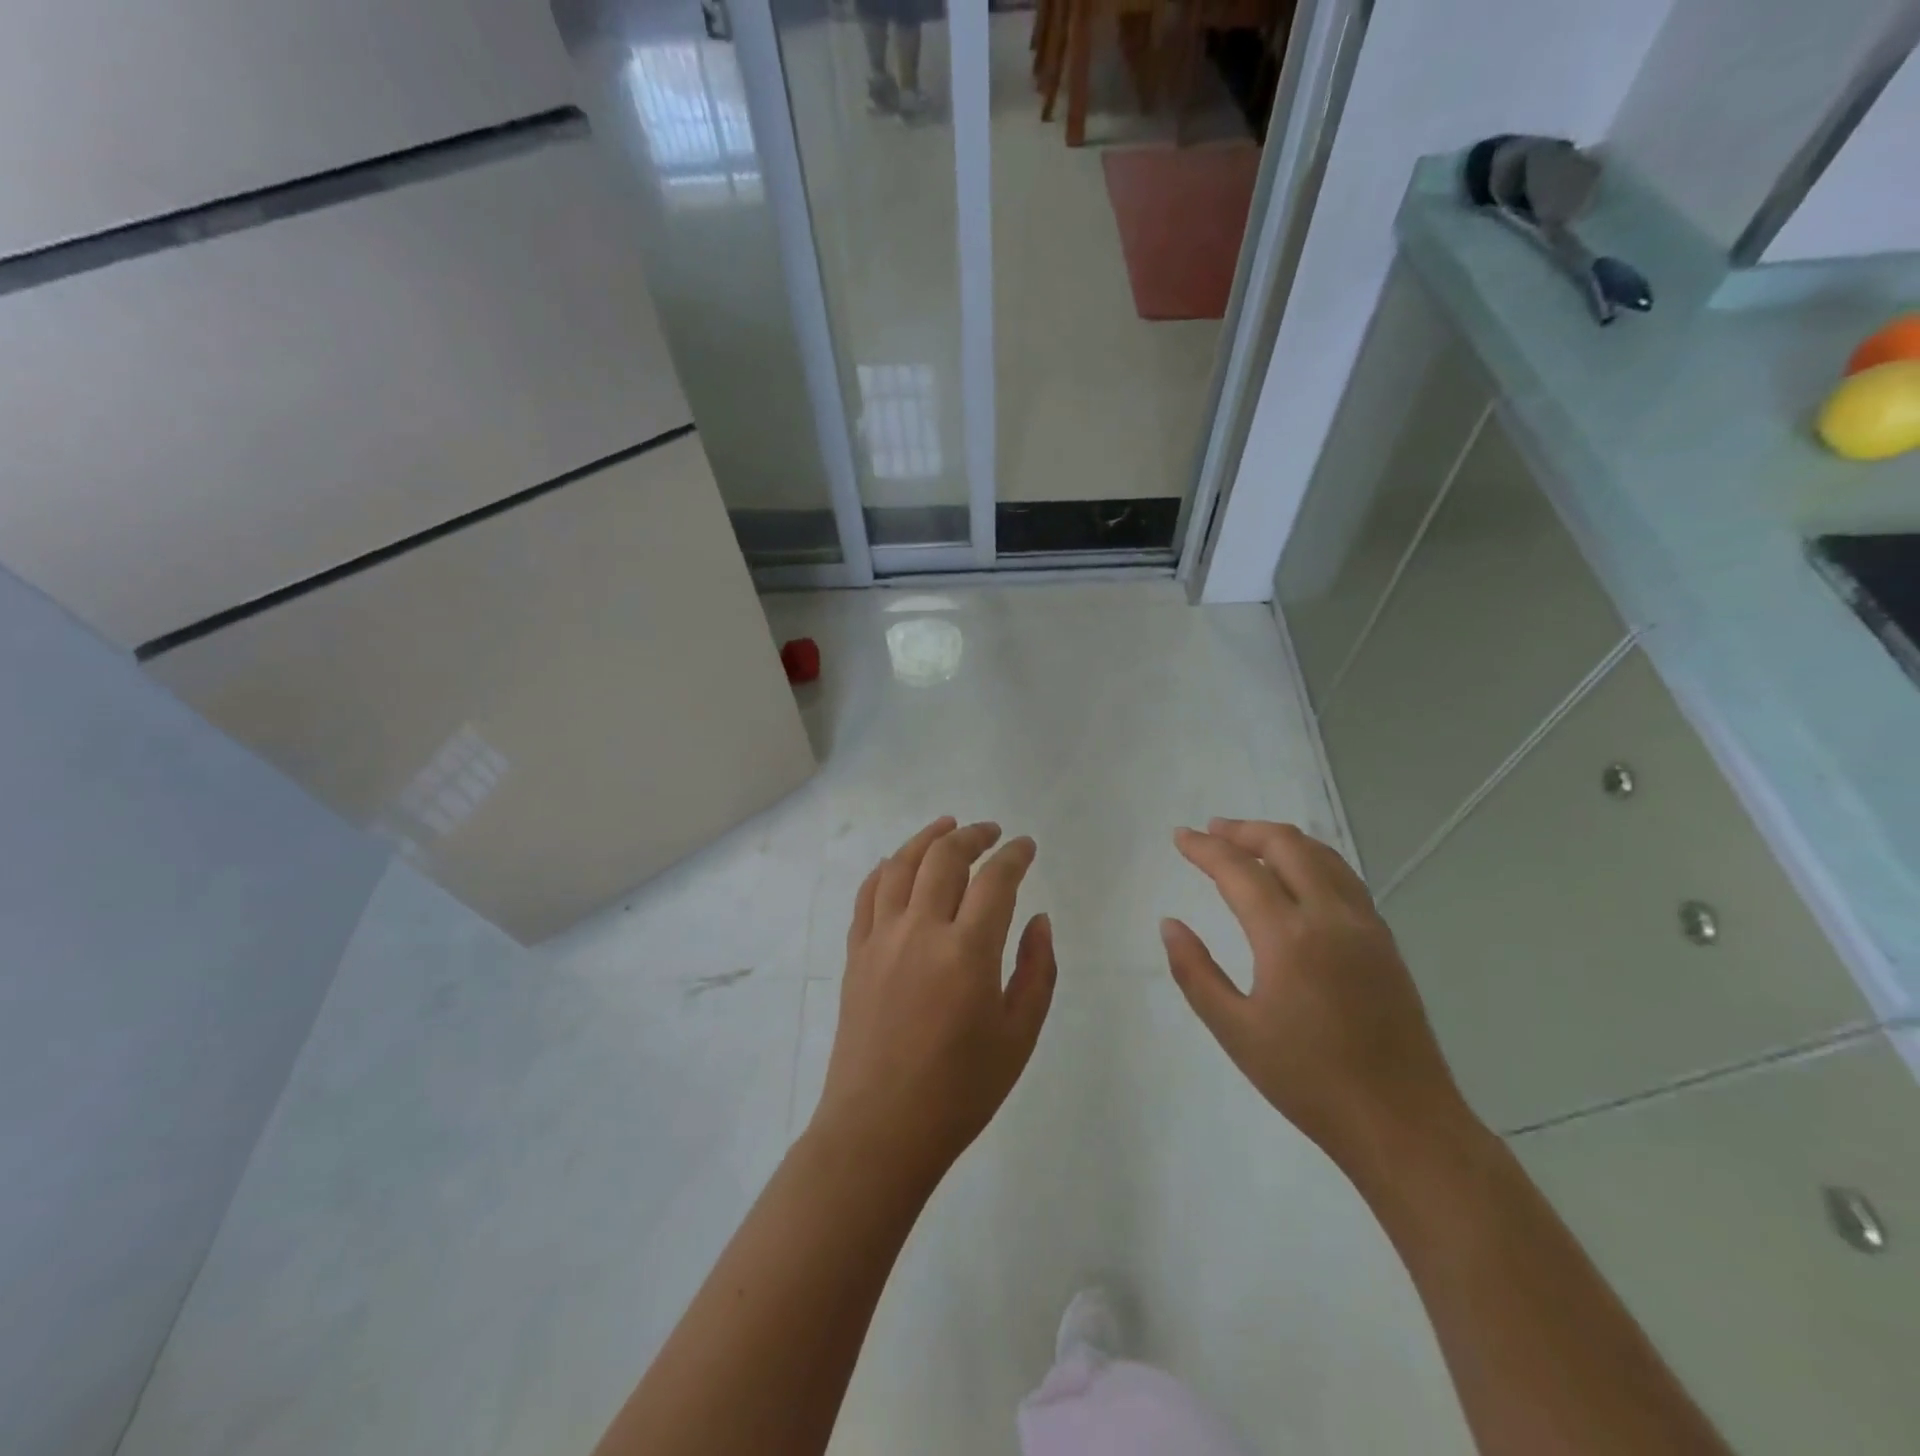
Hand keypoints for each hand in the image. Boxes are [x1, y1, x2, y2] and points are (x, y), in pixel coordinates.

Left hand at [810, 817, 1056, 1191]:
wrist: (880, 1129)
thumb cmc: (960, 1090)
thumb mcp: (1019, 1037)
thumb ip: (1036, 971)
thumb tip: (1039, 920)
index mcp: (967, 951)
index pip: (995, 880)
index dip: (1014, 855)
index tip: (1026, 847)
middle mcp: (920, 930)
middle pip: (944, 857)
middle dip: (972, 835)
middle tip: (991, 831)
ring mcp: (881, 938)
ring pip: (901, 865)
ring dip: (926, 838)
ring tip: (947, 826)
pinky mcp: (856, 953)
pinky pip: (868, 894)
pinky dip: (886, 869)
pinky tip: (898, 864)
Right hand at [1161, 818, 1470, 1175]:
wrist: (1403, 1124)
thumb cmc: (1308, 1081)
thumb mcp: (1235, 1031)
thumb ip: (1195, 972)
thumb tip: (1170, 924)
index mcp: (1289, 938)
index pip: (1239, 871)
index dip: (1205, 848)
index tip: (1180, 836)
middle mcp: (1331, 917)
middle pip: (1287, 845)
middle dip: (1244, 830)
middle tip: (1212, 831)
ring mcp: (1365, 926)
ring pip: (1322, 855)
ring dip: (1280, 840)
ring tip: (1248, 842)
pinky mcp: (1385, 942)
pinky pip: (1344, 878)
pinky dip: (1311, 860)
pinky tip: (1296, 876)